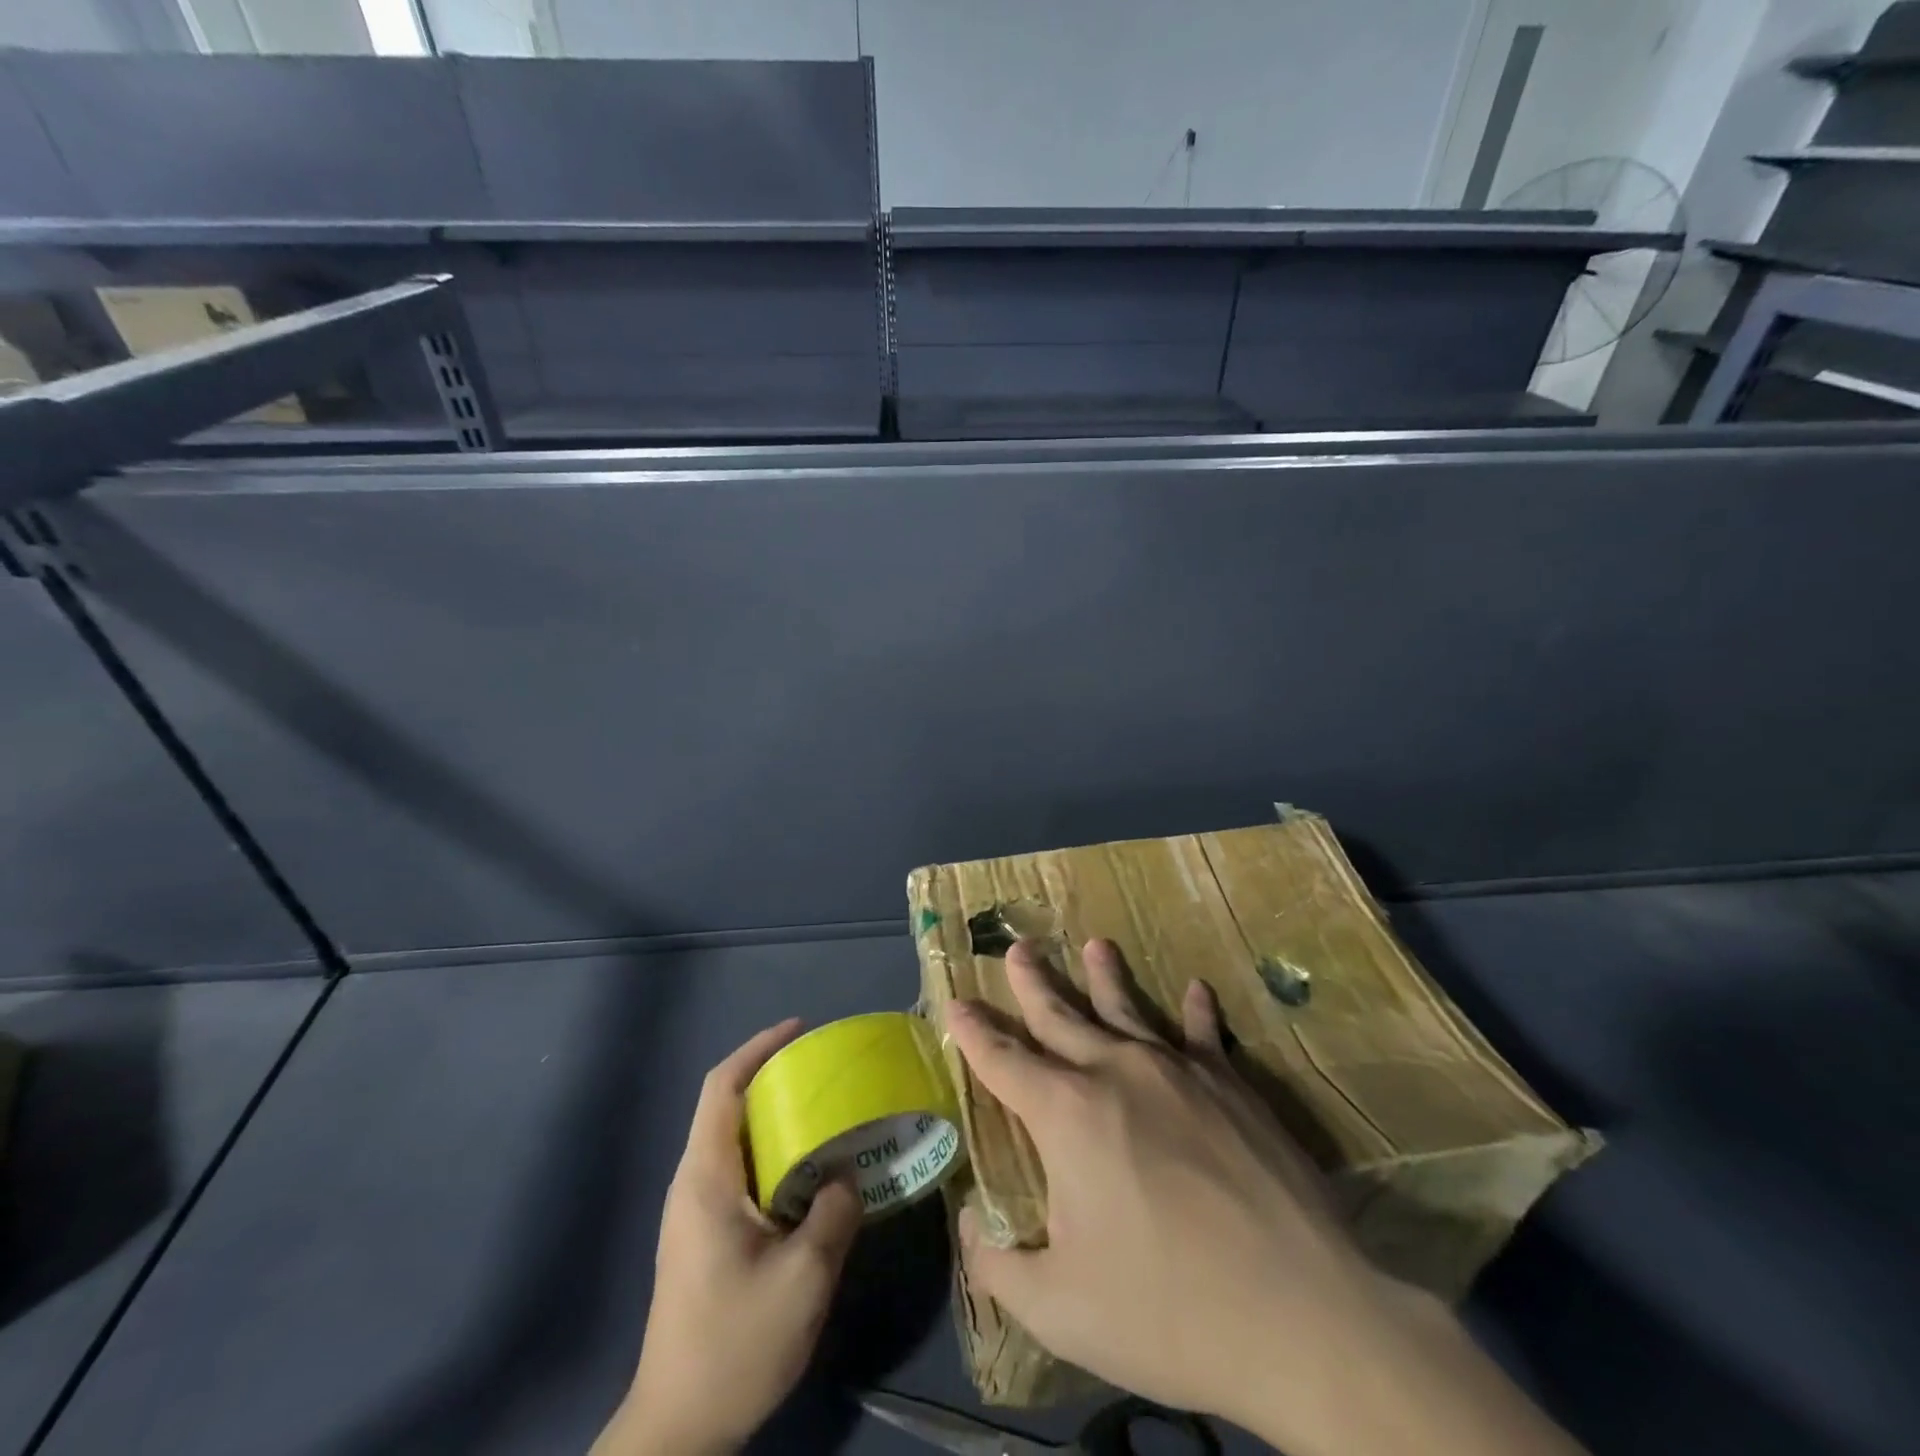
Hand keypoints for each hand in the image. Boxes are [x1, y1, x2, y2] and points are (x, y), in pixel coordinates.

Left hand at [595, 1021, 862, 1455]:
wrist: (677, 1429)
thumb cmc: (734, 1344)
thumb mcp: (802, 1279)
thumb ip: (833, 1213)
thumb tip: (847, 1174)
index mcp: (705, 1178)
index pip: (722, 1088)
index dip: (758, 1049)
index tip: (799, 1030)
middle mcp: (693, 1183)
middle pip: (728, 1106)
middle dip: (774, 1078)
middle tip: (827, 1073)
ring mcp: (695, 1212)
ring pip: (736, 1139)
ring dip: (777, 1118)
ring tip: (828, 1114)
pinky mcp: (704, 1236)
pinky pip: (741, 1171)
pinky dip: (775, 1154)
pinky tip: (811, 1173)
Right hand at [947, 940, 1585, 1455]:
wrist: (1303, 1316)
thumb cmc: (1169, 1311)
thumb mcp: (1061, 1310)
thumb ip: (1000, 1264)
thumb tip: (971, 1226)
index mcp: (1068, 1115)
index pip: (1004, 1060)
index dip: (974, 1032)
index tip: (955, 1002)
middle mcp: (1117, 1073)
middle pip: (1062, 1016)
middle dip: (1032, 984)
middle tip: (1015, 949)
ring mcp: (1179, 1072)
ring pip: (1128, 1010)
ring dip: (1106, 977)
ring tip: (1095, 943)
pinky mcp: (1232, 1086)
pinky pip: (1206, 1034)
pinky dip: (1197, 1010)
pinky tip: (1196, 989)